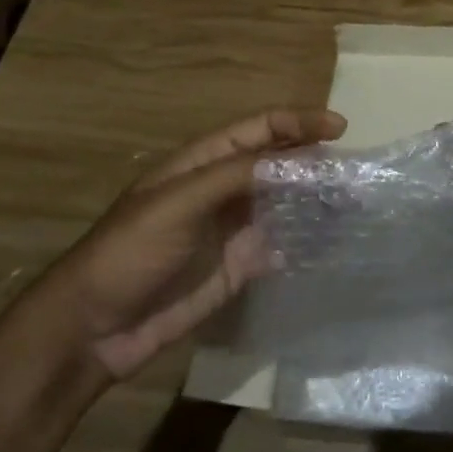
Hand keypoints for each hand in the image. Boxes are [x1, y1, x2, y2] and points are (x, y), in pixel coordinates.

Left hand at [40, 107, 344, 379]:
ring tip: (356, 202)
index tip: (340, 128)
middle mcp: (224, 188)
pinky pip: (282, 243)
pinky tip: (334, 239)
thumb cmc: (130, 251)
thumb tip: (295, 159)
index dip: (298, 122)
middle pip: (278, 162)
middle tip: (356, 171)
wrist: (96, 328)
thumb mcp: (178, 202)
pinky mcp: (240, 266)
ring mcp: (234, 228)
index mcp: (204, 161)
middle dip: (316, 160)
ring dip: (317, 198)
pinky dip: (308, 238)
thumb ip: (235, 175)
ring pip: (286, 202)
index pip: (260, 128)